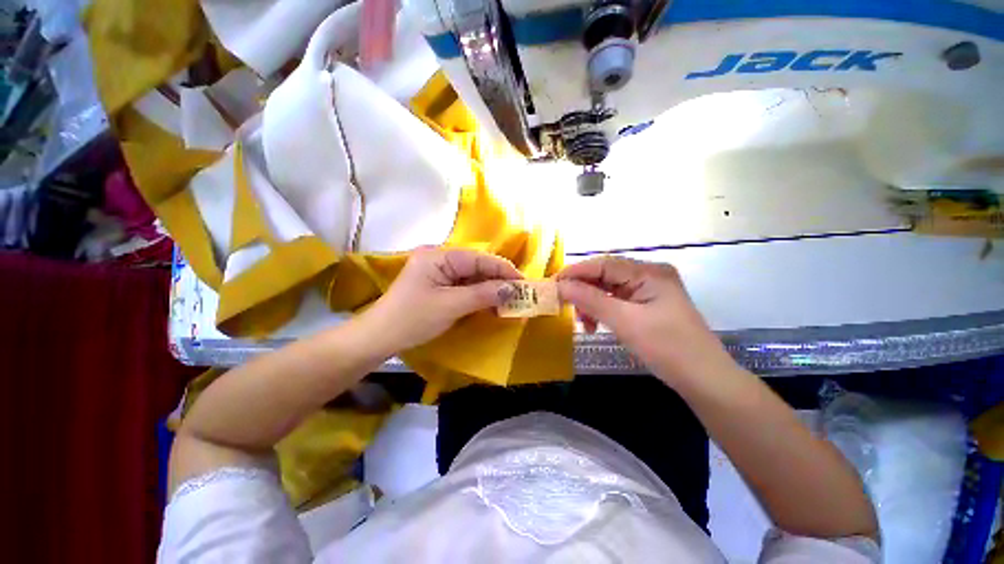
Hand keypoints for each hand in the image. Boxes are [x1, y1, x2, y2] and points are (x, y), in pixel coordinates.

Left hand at [360, 247, 521, 354]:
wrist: (378, 338)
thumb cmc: (413, 319)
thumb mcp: (451, 306)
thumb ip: (483, 294)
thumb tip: (512, 289)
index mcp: (439, 256)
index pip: (479, 259)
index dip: (503, 270)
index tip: (524, 283)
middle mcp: (439, 258)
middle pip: (476, 266)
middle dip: (498, 280)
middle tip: (519, 294)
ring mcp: (437, 271)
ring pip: (471, 277)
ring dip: (489, 289)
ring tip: (509, 300)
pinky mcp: (437, 284)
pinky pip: (463, 286)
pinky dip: (477, 295)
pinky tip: (490, 303)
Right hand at [557, 256, 735, 385]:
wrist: (704, 380)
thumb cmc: (667, 348)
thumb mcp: (625, 321)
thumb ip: (590, 300)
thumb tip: (560, 286)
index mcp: (649, 272)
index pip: (604, 264)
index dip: (576, 272)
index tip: (552, 284)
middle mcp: (649, 275)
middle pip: (605, 276)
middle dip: (583, 290)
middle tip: (565, 305)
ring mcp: (648, 290)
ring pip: (608, 289)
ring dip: (591, 303)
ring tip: (583, 322)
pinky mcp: (646, 305)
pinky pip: (616, 301)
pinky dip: (602, 311)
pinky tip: (595, 324)